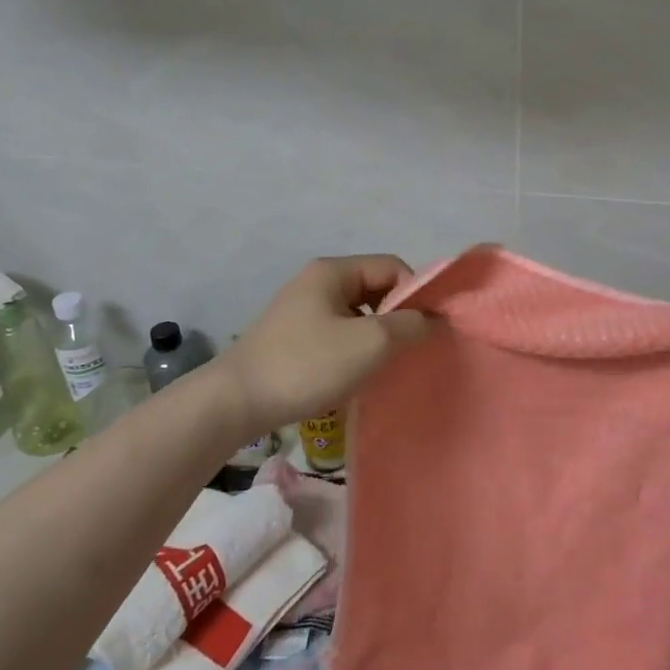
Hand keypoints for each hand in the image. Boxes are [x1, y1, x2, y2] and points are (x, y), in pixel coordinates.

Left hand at [218, 255, 433, 436]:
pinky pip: (338, 334)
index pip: (392, 267)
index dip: (415, 294)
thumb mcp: (369, 343)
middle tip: (409, 351)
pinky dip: (354, 350)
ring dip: (376, 337)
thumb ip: (409, 325)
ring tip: (384, 367)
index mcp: (333, 271)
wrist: (236, 402)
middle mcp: (316, 282)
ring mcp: (301, 311)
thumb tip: (433, 319)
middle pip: (375, 289)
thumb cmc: (307, 365)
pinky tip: (356, 376)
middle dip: (397, 318)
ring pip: (357, 315)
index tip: (425, 330)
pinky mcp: (292, 338)